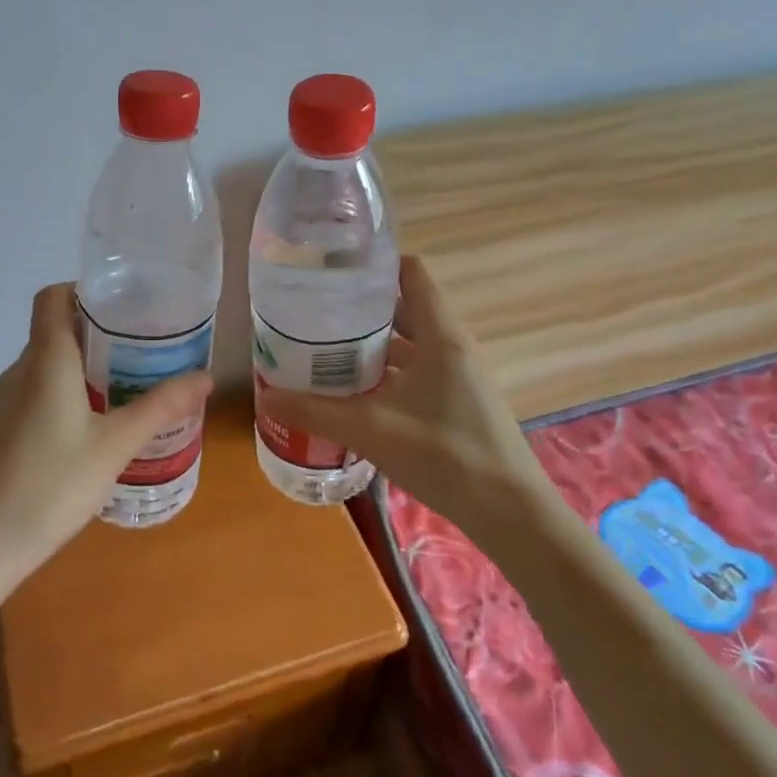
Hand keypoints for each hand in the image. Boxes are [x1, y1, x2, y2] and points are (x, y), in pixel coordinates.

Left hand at [0, 282, 212, 575]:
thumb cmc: (50, 485)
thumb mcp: (116, 446)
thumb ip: (160, 408)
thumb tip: (205, 377)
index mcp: (45, 360)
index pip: (52, 297)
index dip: (82, 290)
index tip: (120, 305)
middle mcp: (17, 372)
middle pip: (52, 333)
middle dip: (94, 335)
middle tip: (139, 352)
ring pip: (42, 370)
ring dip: (77, 371)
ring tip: (118, 392)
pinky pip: (30, 400)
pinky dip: (58, 400)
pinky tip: (82, 436)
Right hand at [261, 256, 544, 527]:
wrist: (509, 513)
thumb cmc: (445, 455)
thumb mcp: (372, 430)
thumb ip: (316, 412)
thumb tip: (266, 397)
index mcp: (440, 336)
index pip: (412, 274)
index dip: (376, 263)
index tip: (334, 267)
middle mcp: (451, 347)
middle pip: (404, 309)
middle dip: (360, 308)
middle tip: (315, 311)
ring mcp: (457, 376)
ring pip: (408, 344)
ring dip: (371, 345)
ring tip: (324, 348)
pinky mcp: (456, 403)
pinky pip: (415, 372)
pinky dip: (385, 373)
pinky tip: (353, 392)